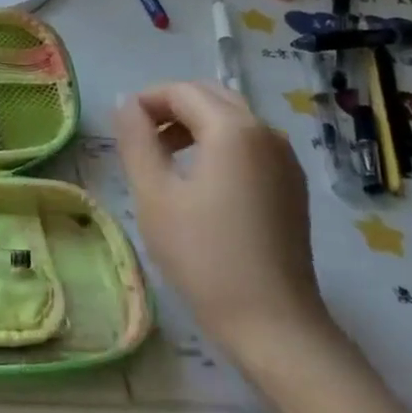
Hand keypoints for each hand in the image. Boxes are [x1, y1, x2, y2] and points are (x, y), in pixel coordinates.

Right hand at [113, 81, 332, 358]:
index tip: (120, 127)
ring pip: (233, 120)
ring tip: (163, 158)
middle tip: (140, 138)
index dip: (146, 100)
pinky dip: (219, 145)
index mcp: (233, 129)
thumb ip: (137, 141)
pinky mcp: (291, 185)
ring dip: (195, 125)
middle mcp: (266, 132)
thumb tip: (126, 106)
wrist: (272, 322)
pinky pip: (250, 144)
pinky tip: (199, 180)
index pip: (182, 91)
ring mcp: (285, 159)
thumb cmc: (203, 256)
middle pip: (211, 96)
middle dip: (172, 107)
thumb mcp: (154, 195)